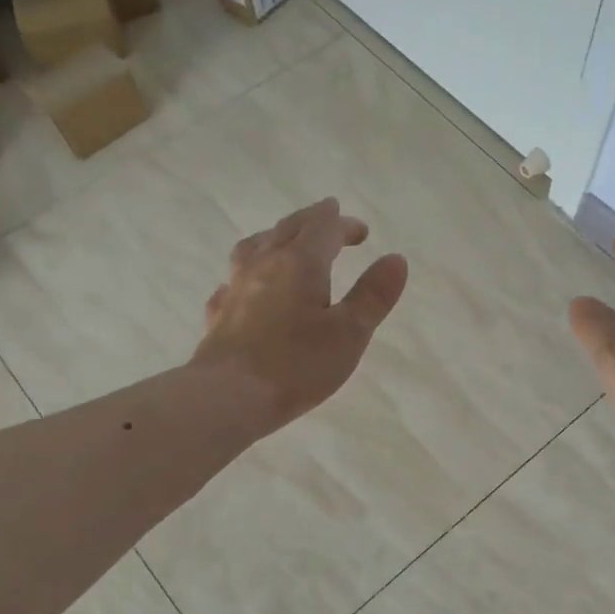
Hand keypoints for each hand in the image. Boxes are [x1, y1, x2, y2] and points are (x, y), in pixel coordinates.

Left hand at [193, 198, 408, 431]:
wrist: (227, 397)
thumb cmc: (296, 365)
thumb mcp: (349, 333)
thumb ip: (373, 295)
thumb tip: (396, 258)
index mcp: (300, 264)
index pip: (324, 229)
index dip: (344, 225)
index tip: (361, 232)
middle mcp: (264, 265)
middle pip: (287, 229)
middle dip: (312, 221)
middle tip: (328, 216)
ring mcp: (235, 288)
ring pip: (253, 248)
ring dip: (274, 237)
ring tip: (282, 240)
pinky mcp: (218, 315)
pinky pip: (232, 282)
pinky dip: (247, 274)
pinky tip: (246, 287)